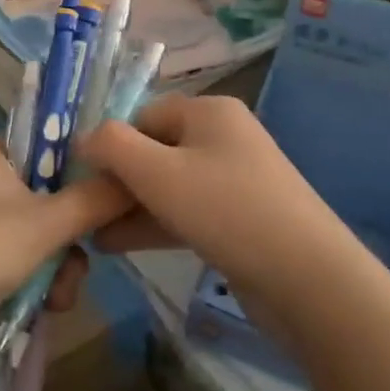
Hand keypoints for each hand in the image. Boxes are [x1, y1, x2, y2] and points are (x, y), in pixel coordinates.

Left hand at [0, 139, 130, 342]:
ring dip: (66, 264)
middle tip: (98, 237)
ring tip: (62, 288)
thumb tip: (139, 174)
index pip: (45, 138)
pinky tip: (51, 306)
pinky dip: (47, 287)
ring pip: (51, 238)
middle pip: (55, 193)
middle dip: (78, 224)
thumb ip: (95, 198)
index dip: (82, 151)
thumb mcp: (43, 221)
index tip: (119, 168)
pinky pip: (35, 271)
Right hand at [80, 96, 353, 315]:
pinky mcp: (239, 218)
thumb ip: (112, 147)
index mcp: (209, 112)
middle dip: (117, 181)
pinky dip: (155, 223)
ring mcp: (235, 179)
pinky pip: (187, 211)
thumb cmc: (226, 210)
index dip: (111, 145)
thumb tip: (83, 138)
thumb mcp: (158, 173)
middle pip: (155, 150)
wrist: (307, 278)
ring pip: (169, 185)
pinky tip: (119, 246)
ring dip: (130, 207)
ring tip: (92, 235)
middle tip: (83, 213)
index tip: (82, 181)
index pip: (143, 115)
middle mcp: (223, 137)